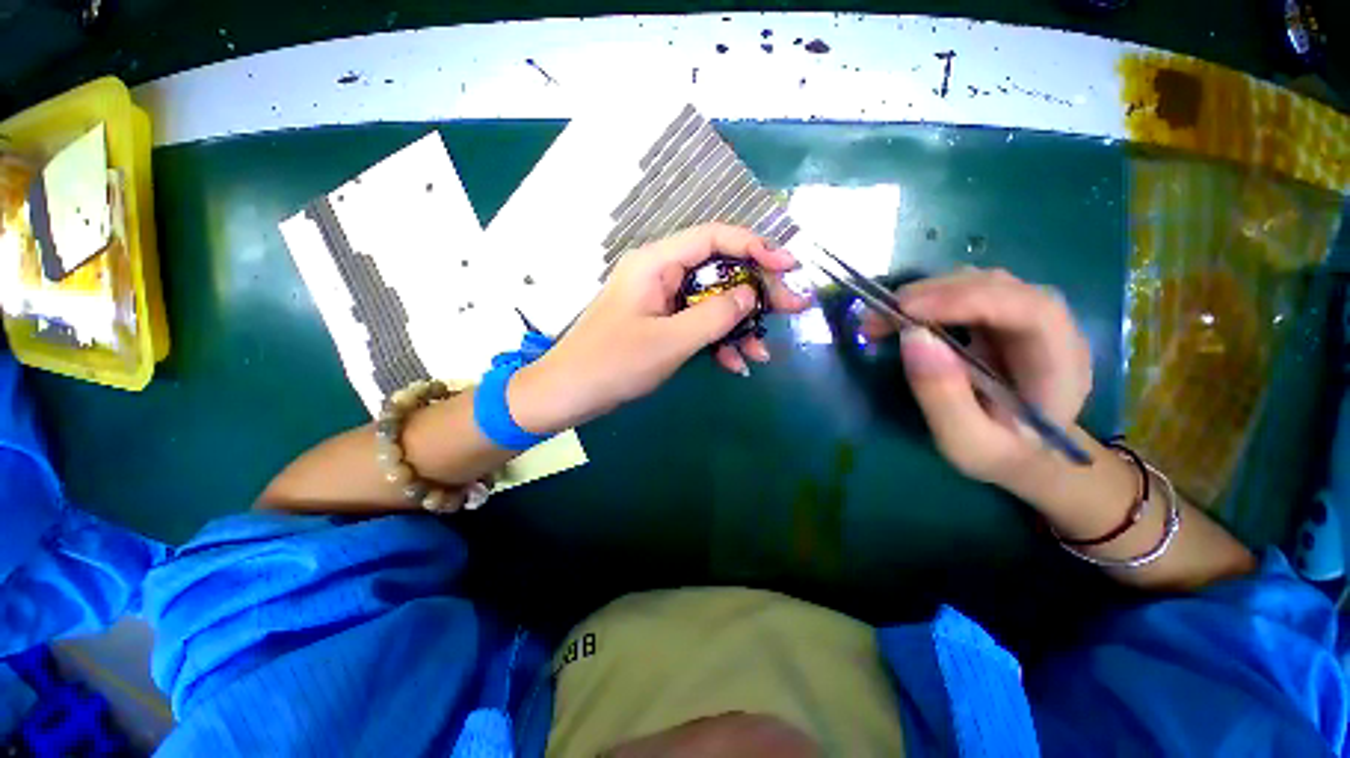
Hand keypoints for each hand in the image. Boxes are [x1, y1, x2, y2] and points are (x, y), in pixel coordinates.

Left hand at [510, 223, 810, 432]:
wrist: (570, 393)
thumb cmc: (614, 363)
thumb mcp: (670, 341)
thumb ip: (715, 315)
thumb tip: (751, 294)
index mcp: (656, 263)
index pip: (713, 237)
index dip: (755, 246)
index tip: (788, 265)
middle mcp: (660, 273)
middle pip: (719, 270)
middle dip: (756, 292)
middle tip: (792, 310)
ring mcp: (661, 300)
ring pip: (712, 301)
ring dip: (740, 326)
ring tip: (763, 352)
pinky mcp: (661, 322)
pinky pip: (698, 323)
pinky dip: (718, 341)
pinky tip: (736, 364)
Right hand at [863, 267, 1091, 488]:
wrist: (1029, 455)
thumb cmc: (1002, 455)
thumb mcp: (967, 443)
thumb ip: (943, 397)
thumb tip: (913, 336)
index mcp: (1060, 365)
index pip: (1027, 309)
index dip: (967, 300)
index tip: (906, 312)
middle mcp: (1052, 330)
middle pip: (998, 287)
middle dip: (933, 294)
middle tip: (877, 318)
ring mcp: (1027, 319)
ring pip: (979, 283)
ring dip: (926, 294)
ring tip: (882, 318)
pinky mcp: (1002, 319)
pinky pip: (966, 294)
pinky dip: (929, 299)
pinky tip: (903, 317)